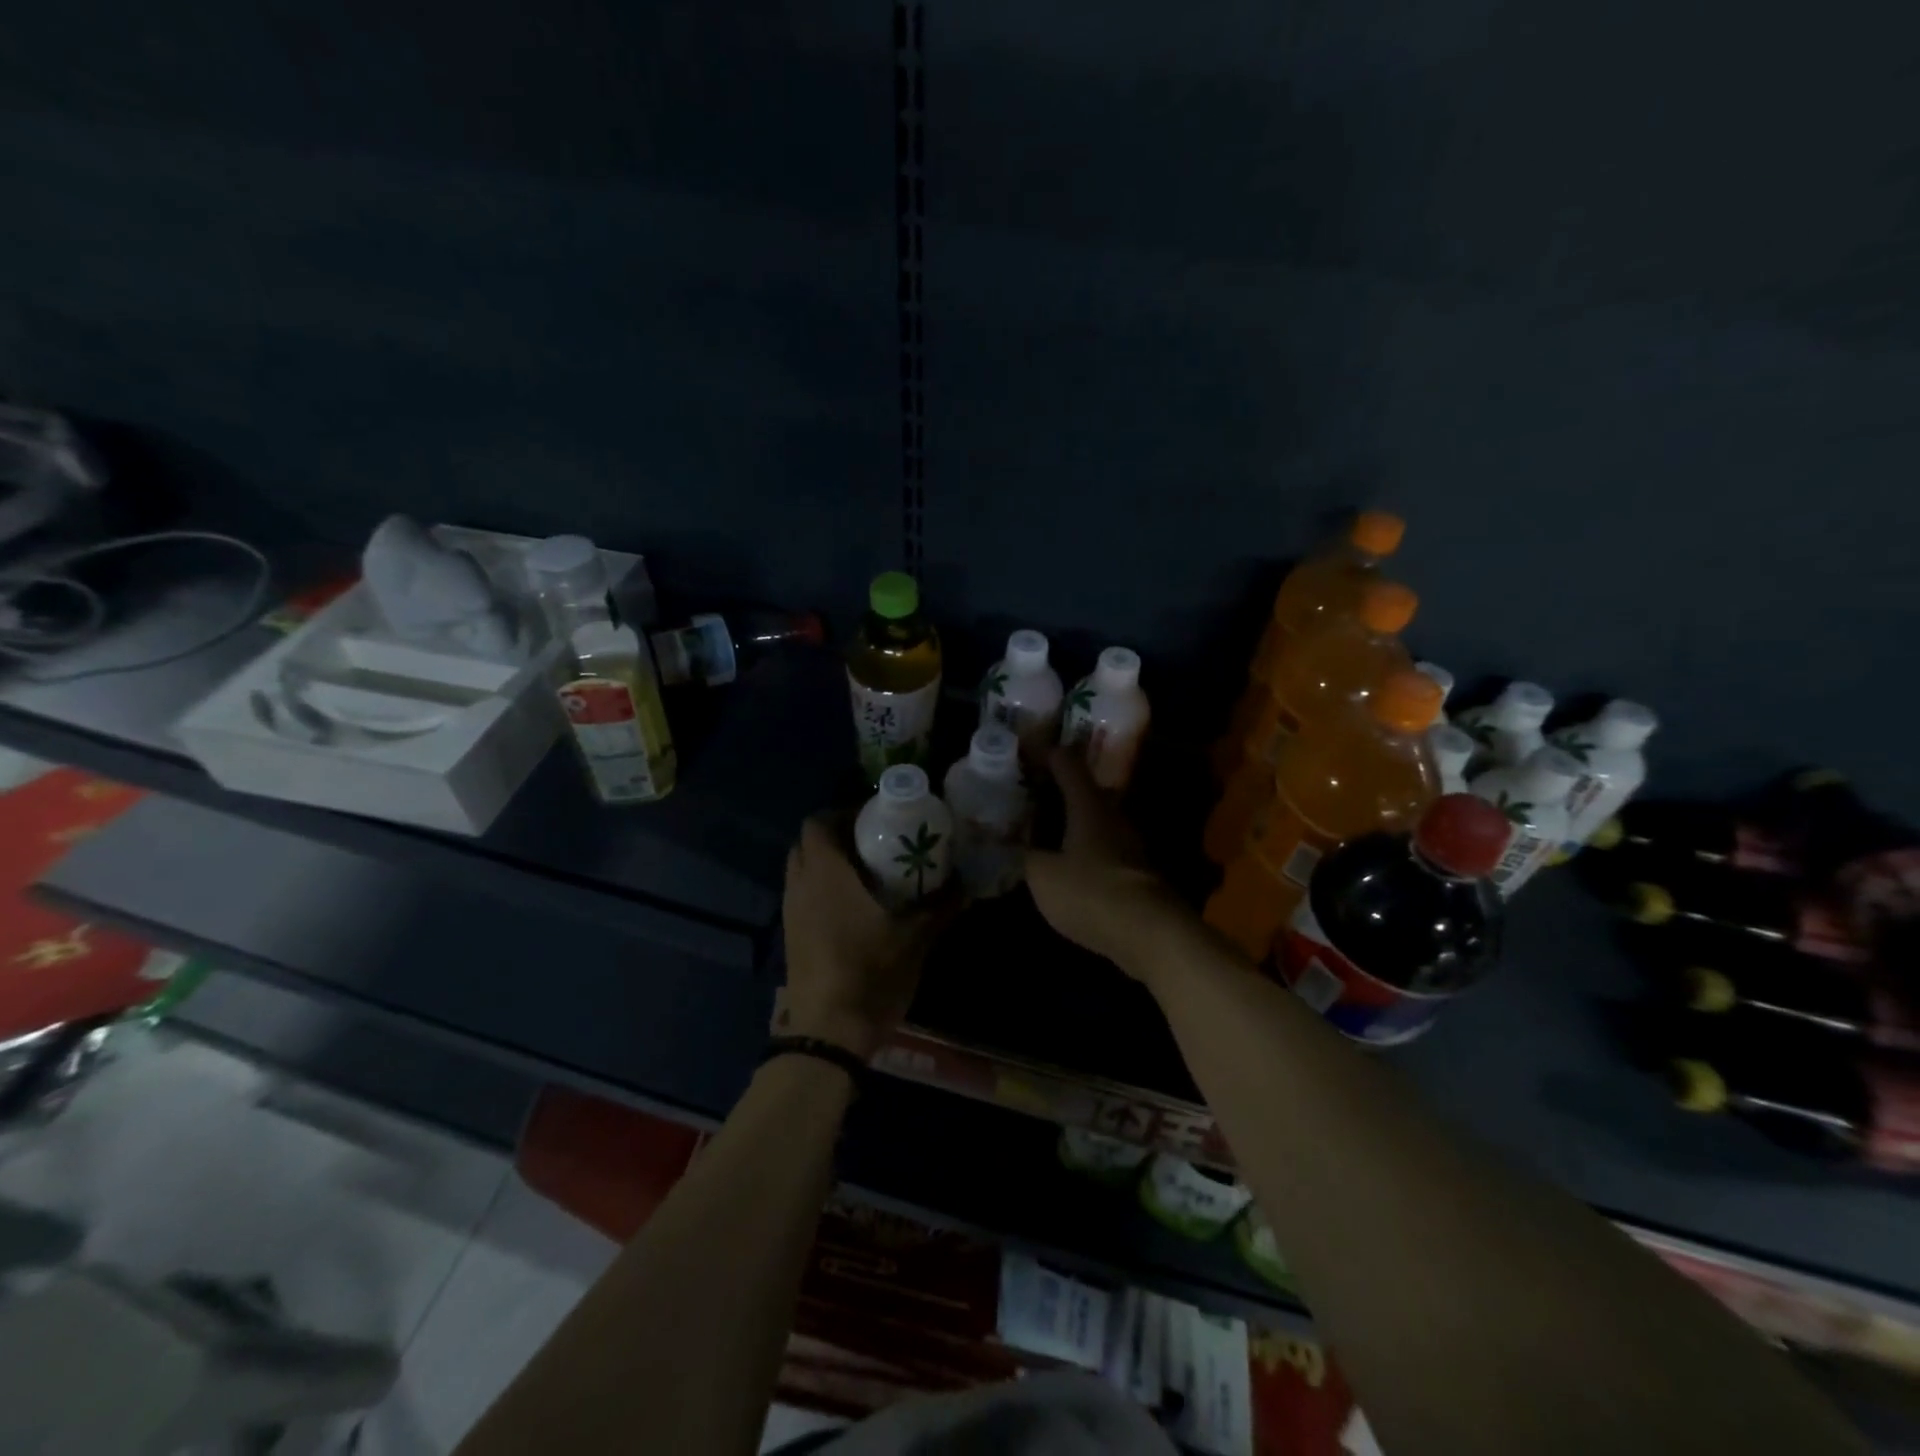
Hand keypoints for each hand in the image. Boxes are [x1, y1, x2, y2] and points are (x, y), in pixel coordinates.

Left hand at [777, 816, 947, 1060]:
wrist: (828, 1031)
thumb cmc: (870, 972)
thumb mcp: (916, 938)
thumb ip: (941, 906)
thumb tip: (966, 884)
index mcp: (826, 874)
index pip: (818, 823)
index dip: (843, 813)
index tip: (876, 818)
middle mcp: (801, 886)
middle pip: (807, 844)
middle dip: (836, 836)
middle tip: (873, 842)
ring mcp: (791, 912)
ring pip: (802, 871)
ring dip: (828, 863)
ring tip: (867, 872)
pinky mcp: (792, 936)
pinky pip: (802, 895)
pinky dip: (822, 889)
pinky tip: (853, 907)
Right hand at [1026, 749, 1200, 989]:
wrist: (1149, 934)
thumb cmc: (1090, 892)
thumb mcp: (1042, 875)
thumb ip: (1027, 856)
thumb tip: (1021, 847)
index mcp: (1088, 805)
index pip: (1067, 763)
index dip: (1045, 753)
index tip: (1024, 750)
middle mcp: (1112, 816)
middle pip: (1084, 790)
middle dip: (1057, 788)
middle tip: (1029, 791)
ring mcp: (1128, 844)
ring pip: (1094, 820)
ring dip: (1071, 820)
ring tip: (1041, 828)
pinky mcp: (1135, 872)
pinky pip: (1101, 848)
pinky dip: (1081, 847)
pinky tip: (1064, 862)